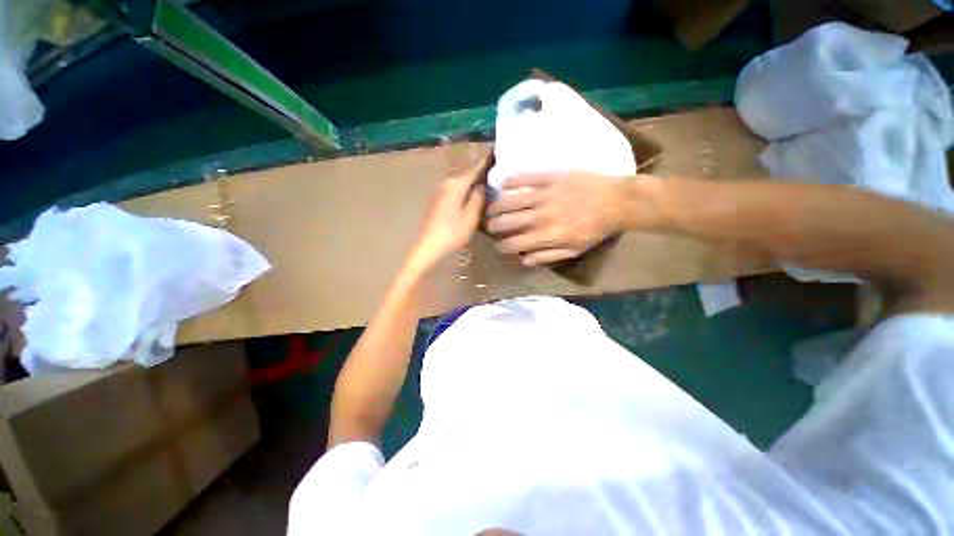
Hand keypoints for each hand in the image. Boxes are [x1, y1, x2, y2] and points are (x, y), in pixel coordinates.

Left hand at [406, 162, 486, 273]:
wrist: (427, 247)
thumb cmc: (451, 233)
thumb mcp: (470, 218)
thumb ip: (478, 199)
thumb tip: (483, 185)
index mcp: (456, 185)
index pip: (474, 170)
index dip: (486, 166)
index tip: (497, 160)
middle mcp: (446, 183)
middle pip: (467, 177)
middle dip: (480, 178)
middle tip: (496, 181)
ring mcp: (439, 192)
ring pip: (460, 185)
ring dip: (472, 187)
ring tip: (487, 192)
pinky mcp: (436, 201)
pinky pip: (454, 193)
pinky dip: (464, 194)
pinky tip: (471, 202)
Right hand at [485, 172, 627, 265]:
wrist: (616, 201)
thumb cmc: (595, 229)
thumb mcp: (574, 250)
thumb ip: (547, 256)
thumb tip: (523, 260)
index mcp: (546, 235)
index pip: (514, 243)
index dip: (502, 246)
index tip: (498, 245)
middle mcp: (540, 216)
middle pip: (507, 222)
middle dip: (492, 226)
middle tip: (488, 225)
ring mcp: (544, 195)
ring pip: (511, 200)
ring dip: (496, 206)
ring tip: (489, 208)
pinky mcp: (550, 177)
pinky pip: (525, 178)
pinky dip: (511, 181)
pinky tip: (502, 184)